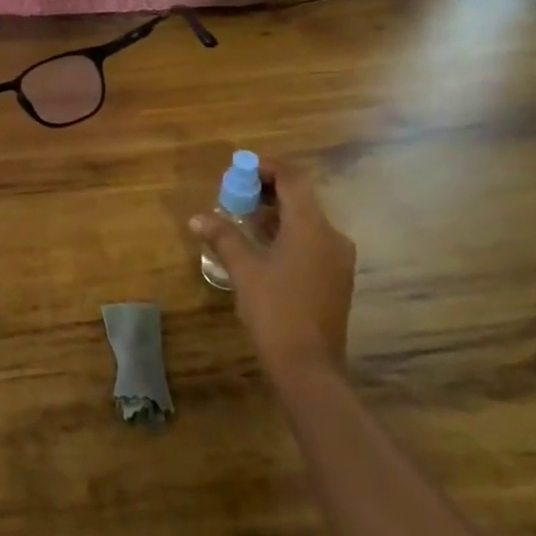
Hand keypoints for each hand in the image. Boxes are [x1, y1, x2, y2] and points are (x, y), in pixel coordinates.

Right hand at [191, 159, 354, 382]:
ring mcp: (337, 259)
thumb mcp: (243, 269)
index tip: (239, 168)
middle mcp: (331, 236)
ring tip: (241, 218)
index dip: (266, 167)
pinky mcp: (335, 278)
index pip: (292, 179)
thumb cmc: (275, 310)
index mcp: (311, 227)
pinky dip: (286, 233)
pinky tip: (261, 247)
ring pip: (306, 221)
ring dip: (275, 213)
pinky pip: (310, 241)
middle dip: (266, 191)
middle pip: (300, 198)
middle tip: (234, 193)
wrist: (309, 367)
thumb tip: (197, 217)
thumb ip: (223, 236)